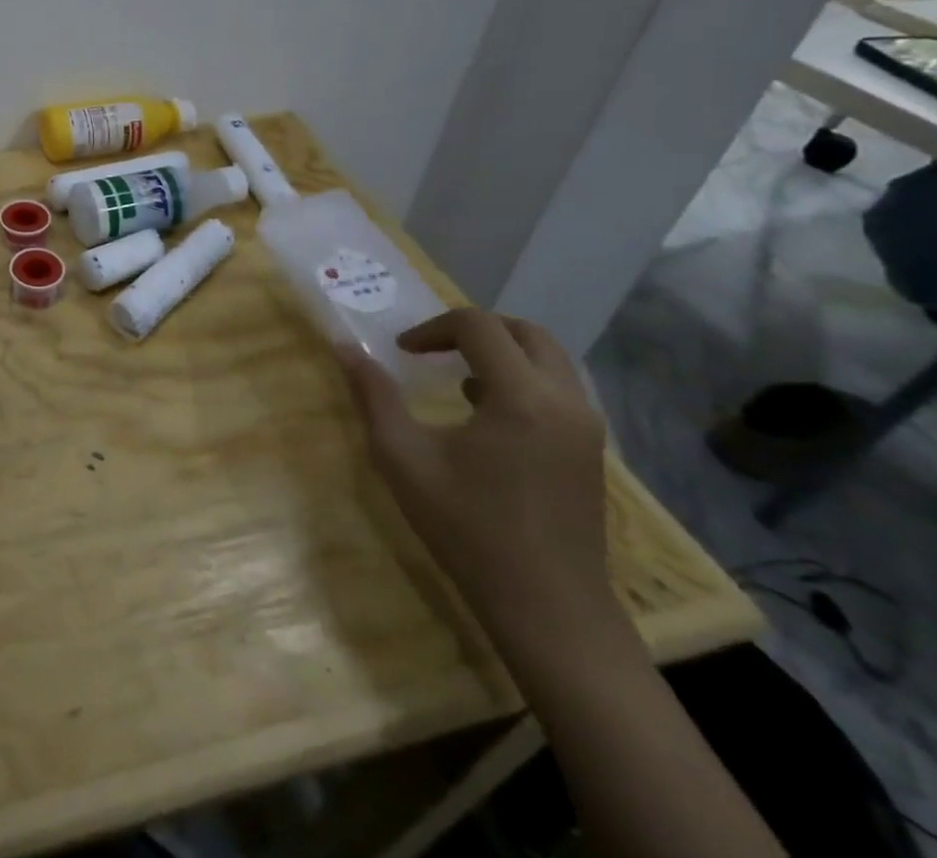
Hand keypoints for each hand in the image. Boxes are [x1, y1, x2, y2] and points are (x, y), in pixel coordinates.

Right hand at [337, 309, 617, 651]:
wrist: (549, 610)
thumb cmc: (468, 529)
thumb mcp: (403, 457)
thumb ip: (374, 395)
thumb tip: (344, 347)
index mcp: (521, 397)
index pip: (478, 326)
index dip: (432, 328)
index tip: (401, 352)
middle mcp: (566, 401)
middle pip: (525, 332)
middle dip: (472, 330)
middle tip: (431, 351)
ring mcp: (587, 428)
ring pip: (548, 359)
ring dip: (500, 353)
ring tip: (455, 379)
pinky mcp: (591, 451)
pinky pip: (559, 390)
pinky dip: (521, 380)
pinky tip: (484, 414)